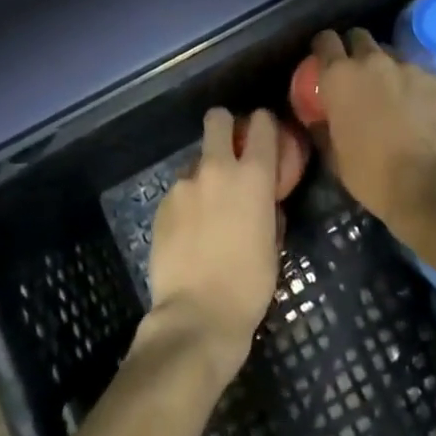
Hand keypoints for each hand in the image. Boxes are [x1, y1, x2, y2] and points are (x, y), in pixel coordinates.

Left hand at [147, 107, 283, 381]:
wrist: (196, 316)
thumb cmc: (248, 285)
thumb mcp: (273, 243)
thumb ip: (268, 209)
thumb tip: (264, 200)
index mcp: (253, 175)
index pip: (261, 122)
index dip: (264, 125)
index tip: (265, 137)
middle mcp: (217, 168)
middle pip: (217, 118)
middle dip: (225, 127)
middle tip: (230, 151)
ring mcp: (185, 184)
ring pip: (196, 159)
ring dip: (205, 174)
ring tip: (207, 209)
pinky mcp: (162, 204)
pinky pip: (179, 190)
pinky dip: (187, 202)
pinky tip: (189, 231)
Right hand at [309, 29, 435, 230]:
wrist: (431, 185)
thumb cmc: (373, 175)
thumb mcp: (334, 156)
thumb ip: (323, 127)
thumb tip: (317, 117)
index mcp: (340, 77)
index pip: (325, 41)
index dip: (323, 48)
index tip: (324, 62)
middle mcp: (372, 61)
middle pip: (359, 37)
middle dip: (355, 50)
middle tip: (357, 76)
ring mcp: (406, 67)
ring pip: (389, 53)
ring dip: (384, 66)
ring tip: (389, 92)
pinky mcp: (434, 78)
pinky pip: (415, 72)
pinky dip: (410, 83)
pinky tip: (416, 107)